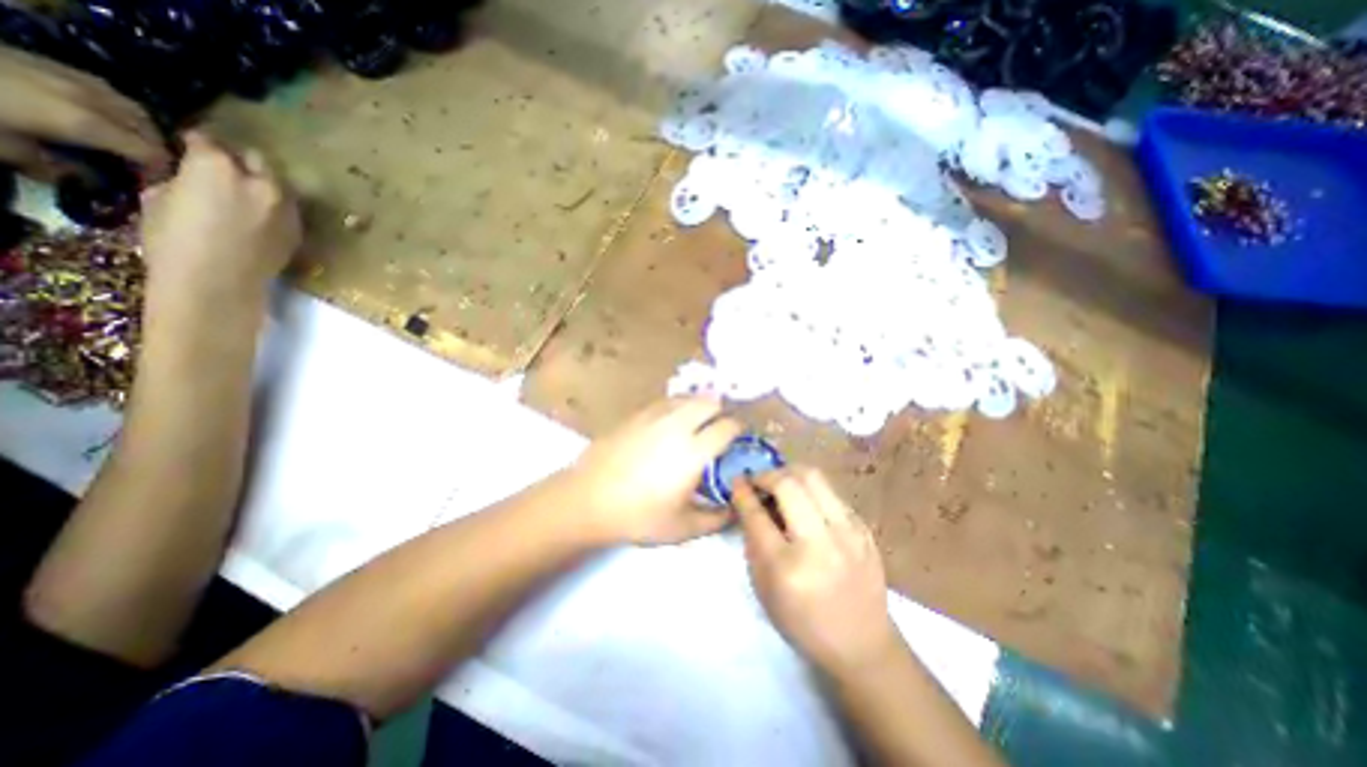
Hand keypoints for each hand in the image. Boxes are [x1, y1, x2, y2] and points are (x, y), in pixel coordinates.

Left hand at [0, 44, 168, 179]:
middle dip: (156, 151)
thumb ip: (52, 166)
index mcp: (88, 125)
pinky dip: (119, 109)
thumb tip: (86, 179)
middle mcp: (94, 101)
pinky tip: (105, 116)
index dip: (162, 172)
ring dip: (143, 129)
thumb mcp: (2, 147)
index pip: (152, 154)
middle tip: (146, 168)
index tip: (156, 186)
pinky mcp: (52, 64)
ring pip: (134, 110)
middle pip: (149, 130)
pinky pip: (106, 91)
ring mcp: (72, 78)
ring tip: (132, 143)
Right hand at [134, 132, 300, 312]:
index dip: (198, 143)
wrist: (220, 281)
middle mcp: (262, 184)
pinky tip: (261, 215)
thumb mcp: (157, 198)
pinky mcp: (299, 230)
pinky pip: (289, 209)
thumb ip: (182, 180)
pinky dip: (276, 206)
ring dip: (265, 183)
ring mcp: (287, 208)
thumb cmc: (174, 240)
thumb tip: (189, 178)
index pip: (209, 142)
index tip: (191, 147)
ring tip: (247, 192)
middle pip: (257, 160)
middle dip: (241, 160)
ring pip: (279, 185)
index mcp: (218, 168)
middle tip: (226, 168)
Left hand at [574, 396, 746, 545]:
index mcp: (694, 451)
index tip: (740, 436)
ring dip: (698, 406)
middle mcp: (677, 425)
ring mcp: (654, 416)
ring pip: (687, 398)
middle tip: (719, 428)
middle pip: (709, 401)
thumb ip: (716, 520)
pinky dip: (677, 408)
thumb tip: (735, 510)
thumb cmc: (638, 516)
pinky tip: (669, 426)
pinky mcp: (635, 415)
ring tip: (696, 424)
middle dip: (721, 411)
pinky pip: (665, 402)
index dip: (739, 428)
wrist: (587, 500)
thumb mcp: (683, 528)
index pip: (727, 426)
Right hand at [737, 468, 900, 675]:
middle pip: (789, 483)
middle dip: (767, 475)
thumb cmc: (802, 621)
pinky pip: (830, 492)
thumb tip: (748, 501)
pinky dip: (811, 490)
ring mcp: (848, 533)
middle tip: (759, 482)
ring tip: (780, 484)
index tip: (737, 480)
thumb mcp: (763, 588)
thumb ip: (752, 540)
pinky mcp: (864, 528)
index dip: (743, 491)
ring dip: (789, 474)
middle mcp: (820, 543)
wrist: (861, 644)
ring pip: (813, 477)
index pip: (757, 514)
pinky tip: (805, 504)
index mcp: (787, 567)